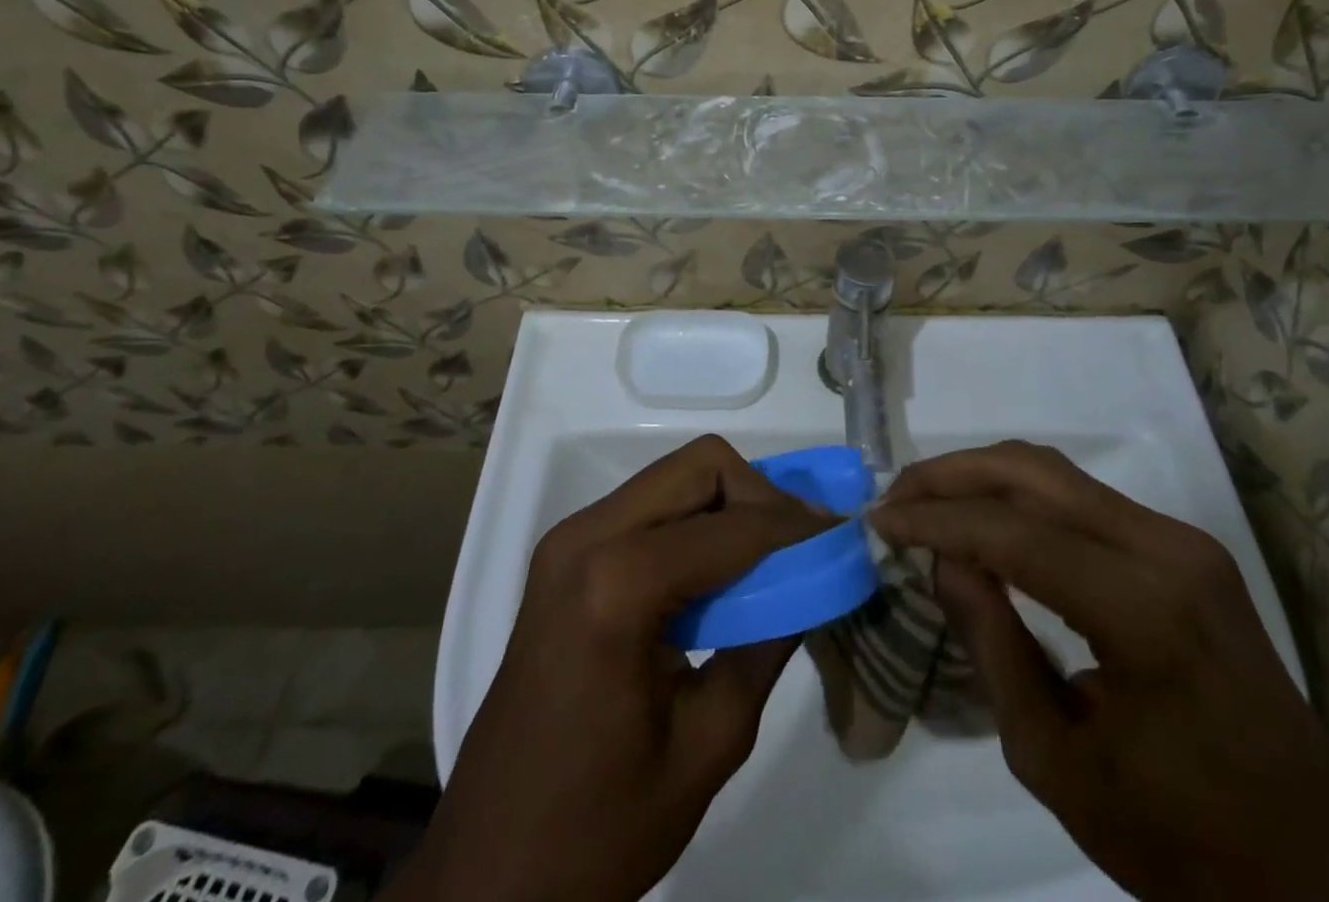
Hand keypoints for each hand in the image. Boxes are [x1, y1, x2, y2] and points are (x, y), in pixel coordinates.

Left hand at [387, 436, 830, 901]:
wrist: (487, 872)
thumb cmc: (598, 828)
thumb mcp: (708, 744)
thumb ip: (767, 645)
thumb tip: (815, 582)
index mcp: (616, 585)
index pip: (733, 527)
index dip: (797, 529)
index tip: (842, 541)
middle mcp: (586, 538)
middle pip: (700, 467)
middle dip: (761, 497)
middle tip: (800, 548)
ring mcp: (568, 540)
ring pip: (675, 477)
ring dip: (729, 504)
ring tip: (769, 560)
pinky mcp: (564, 555)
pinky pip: (648, 506)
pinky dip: (695, 522)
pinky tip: (718, 574)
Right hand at [871, 442, 1328, 901]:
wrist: (1315, 875)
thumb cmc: (1180, 842)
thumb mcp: (1055, 760)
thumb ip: (991, 644)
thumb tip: (942, 559)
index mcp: (1142, 610)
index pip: (1011, 530)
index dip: (935, 519)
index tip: (878, 519)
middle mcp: (1166, 549)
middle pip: (1033, 472)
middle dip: (952, 474)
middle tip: (895, 496)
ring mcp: (1182, 541)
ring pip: (1057, 472)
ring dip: (983, 477)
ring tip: (926, 501)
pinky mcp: (1185, 549)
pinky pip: (1083, 499)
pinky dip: (1021, 497)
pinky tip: (985, 519)